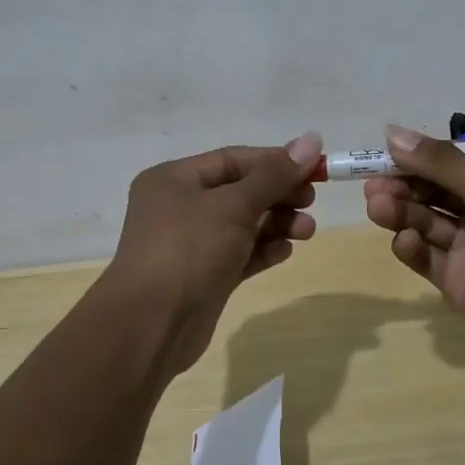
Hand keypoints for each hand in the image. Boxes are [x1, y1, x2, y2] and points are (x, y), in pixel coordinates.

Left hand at [103, 132, 323, 372]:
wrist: (151, 326)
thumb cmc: (189, 250)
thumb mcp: (234, 206)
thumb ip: (275, 175)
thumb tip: (312, 139)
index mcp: (174, 179)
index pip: (233, 159)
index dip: (275, 161)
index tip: (314, 168)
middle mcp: (179, 206)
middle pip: (240, 191)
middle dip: (278, 195)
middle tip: (311, 201)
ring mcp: (190, 244)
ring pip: (242, 224)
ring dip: (277, 223)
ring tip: (307, 231)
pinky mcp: (203, 276)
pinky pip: (239, 254)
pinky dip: (263, 250)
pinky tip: (285, 251)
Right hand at [364, 125, 464, 365]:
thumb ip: (439, 162)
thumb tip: (392, 132)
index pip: (453, 157)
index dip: (419, 155)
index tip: (386, 152)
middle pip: (432, 188)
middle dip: (402, 183)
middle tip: (373, 185)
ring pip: (424, 219)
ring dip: (400, 210)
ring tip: (379, 206)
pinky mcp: (456, 277)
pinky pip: (425, 255)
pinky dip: (410, 245)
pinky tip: (405, 240)